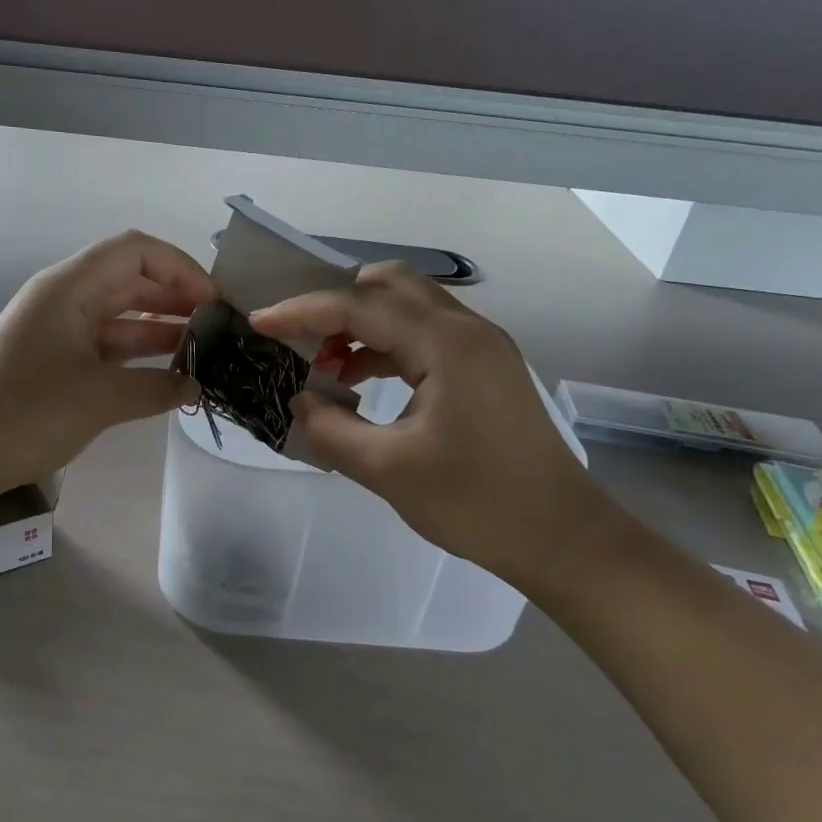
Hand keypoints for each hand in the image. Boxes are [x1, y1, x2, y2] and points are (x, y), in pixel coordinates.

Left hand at [0, 231, 212, 496]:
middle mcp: (65, 300)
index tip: (215, 301)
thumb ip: (156, 387)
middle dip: (178, 298)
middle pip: (132, 281)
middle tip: (220, 329)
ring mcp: (60, 332)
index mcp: (69, 287)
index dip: (180, 267)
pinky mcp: (58, 363)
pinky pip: (108, 347)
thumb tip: (196, 387)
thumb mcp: (99, 398)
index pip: (135, 251)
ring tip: (206, 351)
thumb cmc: (25, 413)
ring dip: (162, 329)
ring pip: (122, 317)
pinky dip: (139, 357)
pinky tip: (171, 375)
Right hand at [250, 263, 621, 591]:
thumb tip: (298, 403)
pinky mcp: (486, 369)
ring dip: (362, 323)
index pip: (361, 305)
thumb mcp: (389, 470)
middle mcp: (468, 330)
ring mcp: (482, 347)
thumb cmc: (476, 503)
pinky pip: (426, 334)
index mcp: (447, 344)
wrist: (561, 537)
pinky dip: (387, 344)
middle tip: (298, 336)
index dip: (303, 311)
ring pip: (410, 306)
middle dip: (336, 303)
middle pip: (390, 285)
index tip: (260, 323)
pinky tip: (362, 380)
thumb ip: (331, 430)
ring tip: (323, 363)